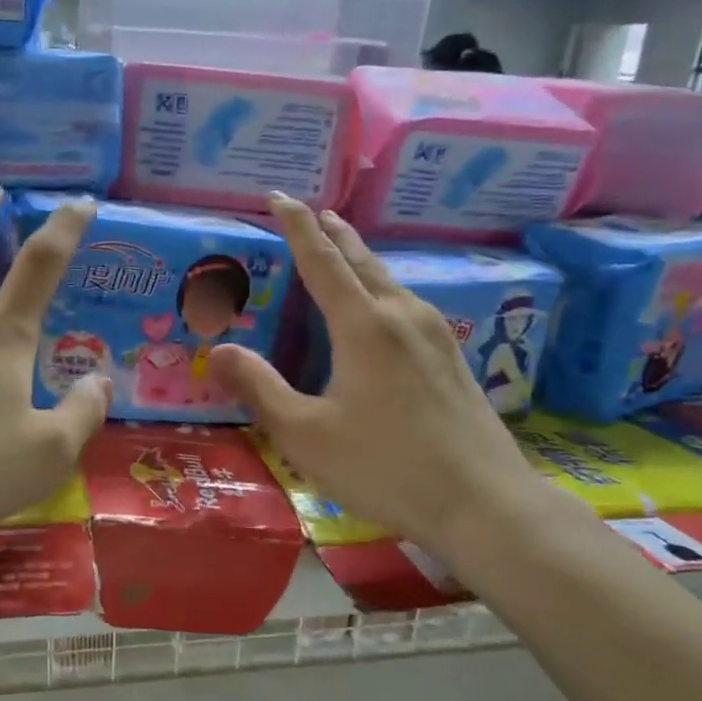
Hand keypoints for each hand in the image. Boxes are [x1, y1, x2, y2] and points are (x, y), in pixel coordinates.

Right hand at [208, 196, 549, 557]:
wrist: (483, 503)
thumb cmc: (384, 466)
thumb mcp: (305, 434)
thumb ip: (260, 388)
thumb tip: (218, 351)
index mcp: (364, 326)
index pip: (323, 260)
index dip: (297, 227)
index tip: (279, 197)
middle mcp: (403, 316)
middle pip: (363, 261)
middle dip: (335, 234)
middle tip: (314, 212)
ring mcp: (435, 336)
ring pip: (390, 282)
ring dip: (361, 261)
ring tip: (343, 252)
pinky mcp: (452, 359)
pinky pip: (408, 305)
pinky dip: (381, 290)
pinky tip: (382, 310)